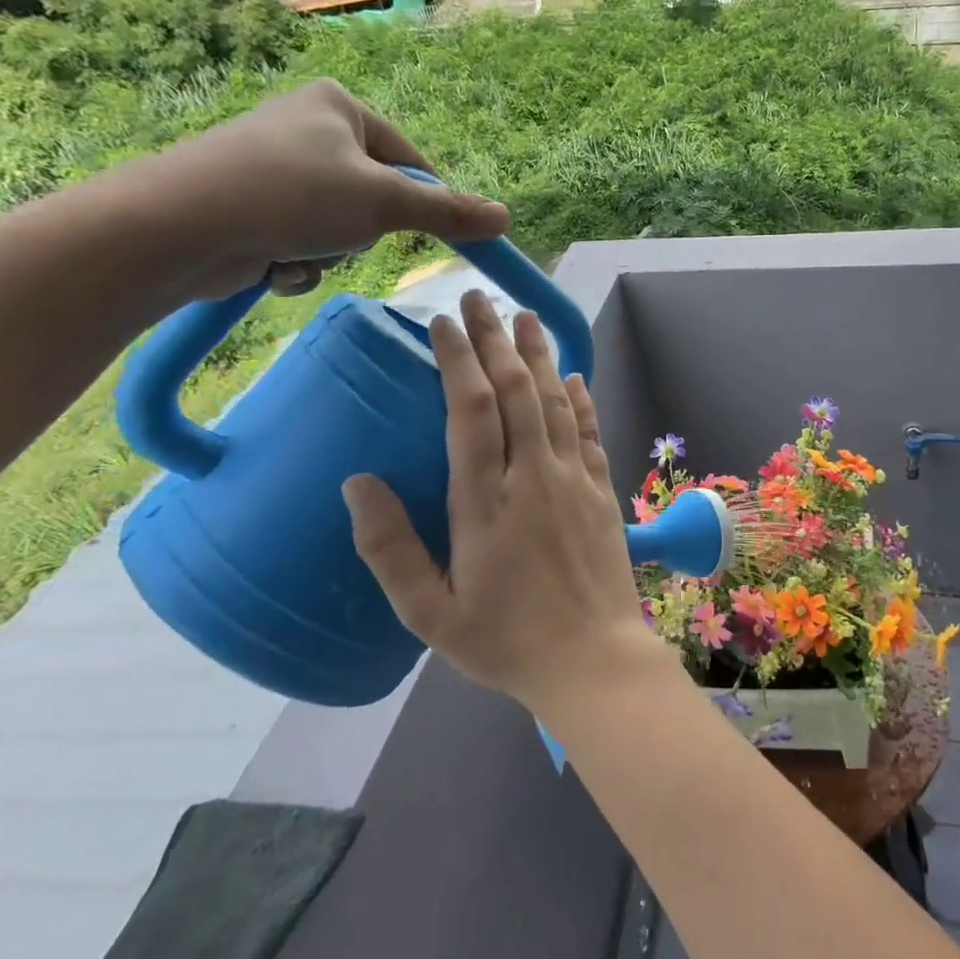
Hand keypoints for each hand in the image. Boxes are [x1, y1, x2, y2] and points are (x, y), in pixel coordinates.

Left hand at [135, 79, 509, 300]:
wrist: (178, 227)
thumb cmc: (293, 195)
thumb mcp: (385, 203)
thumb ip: (447, 213)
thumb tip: (505, 219)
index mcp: (339, 106)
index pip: (411, 161)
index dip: (425, 203)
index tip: (432, 236)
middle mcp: (307, 128)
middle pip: (375, 197)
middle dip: (364, 231)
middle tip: (346, 236)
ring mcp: (274, 167)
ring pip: (340, 225)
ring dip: (331, 251)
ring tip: (300, 249)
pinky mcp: (249, 204)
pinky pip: (302, 238)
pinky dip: (299, 259)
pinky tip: (274, 263)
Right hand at [341, 290, 661, 713]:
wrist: (593, 660)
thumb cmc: (505, 642)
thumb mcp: (430, 613)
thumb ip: (390, 548)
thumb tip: (357, 483)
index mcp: (485, 501)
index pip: (469, 410)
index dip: (456, 360)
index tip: (442, 322)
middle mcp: (533, 476)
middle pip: (514, 391)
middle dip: (495, 339)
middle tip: (480, 297)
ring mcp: (574, 480)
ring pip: (556, 401)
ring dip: (539, 355)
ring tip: (525, 316)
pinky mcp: (602, 492)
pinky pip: (590, 432)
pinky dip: (581, 399)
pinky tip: (574, 375)